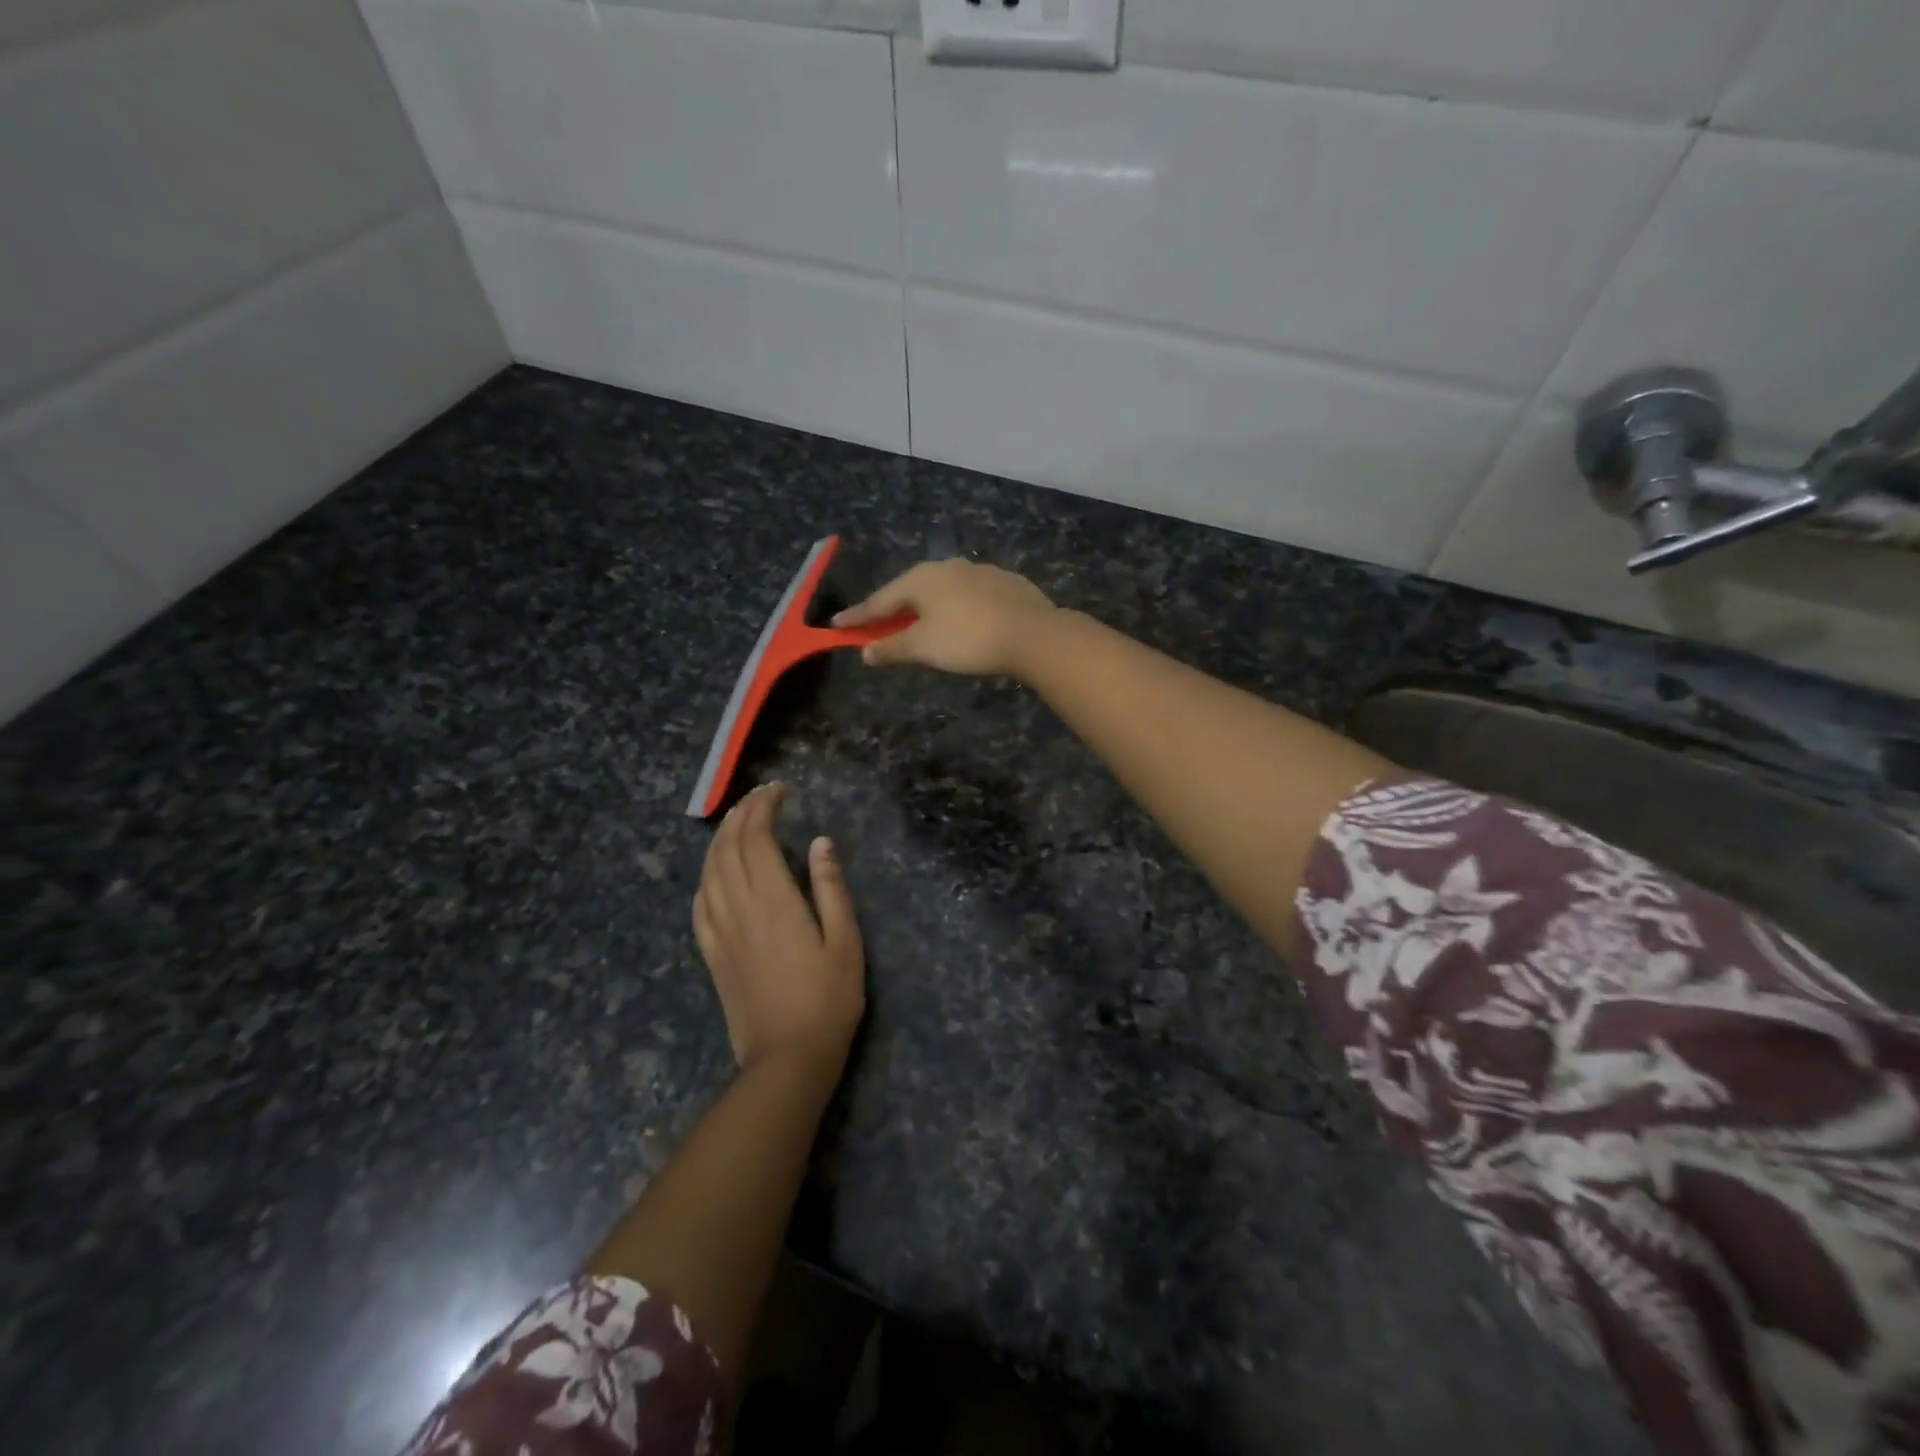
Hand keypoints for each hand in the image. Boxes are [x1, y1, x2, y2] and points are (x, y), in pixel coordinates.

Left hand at [692, 783, 864, 1072]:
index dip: (763, 807)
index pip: (756, 838)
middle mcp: (739, 908)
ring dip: (719, 840)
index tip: (779, 790)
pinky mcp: (711, 954)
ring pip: (708, 872)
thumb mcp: (845, 941)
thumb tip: (820, 841)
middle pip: (727, 848)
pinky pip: (698, 904)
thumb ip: (831, 888)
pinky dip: (705, 877)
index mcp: (774, 900)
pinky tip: (714, 874)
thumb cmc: (827, 999)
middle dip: (740, 815)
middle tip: (759, 797)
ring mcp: (719, 932)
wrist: (786, 1059)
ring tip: (736, 822)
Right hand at [832, 558, 1054, 676]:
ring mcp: (978, 571)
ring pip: (941, 590)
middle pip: (910, 590)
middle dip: (892, 609)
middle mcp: (947, 567)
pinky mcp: (1005, 582)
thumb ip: (891, 648)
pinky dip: (955, 608)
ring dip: (925, 607)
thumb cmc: (968, 640)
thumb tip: (865, 652)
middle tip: (877, 624)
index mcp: (921, 579)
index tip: (837, 625)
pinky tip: (961, 619)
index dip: (858, 616)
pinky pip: (968, 595)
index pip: (880, 601)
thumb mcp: (923, 648)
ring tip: (919, 623)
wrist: (1032, 633)